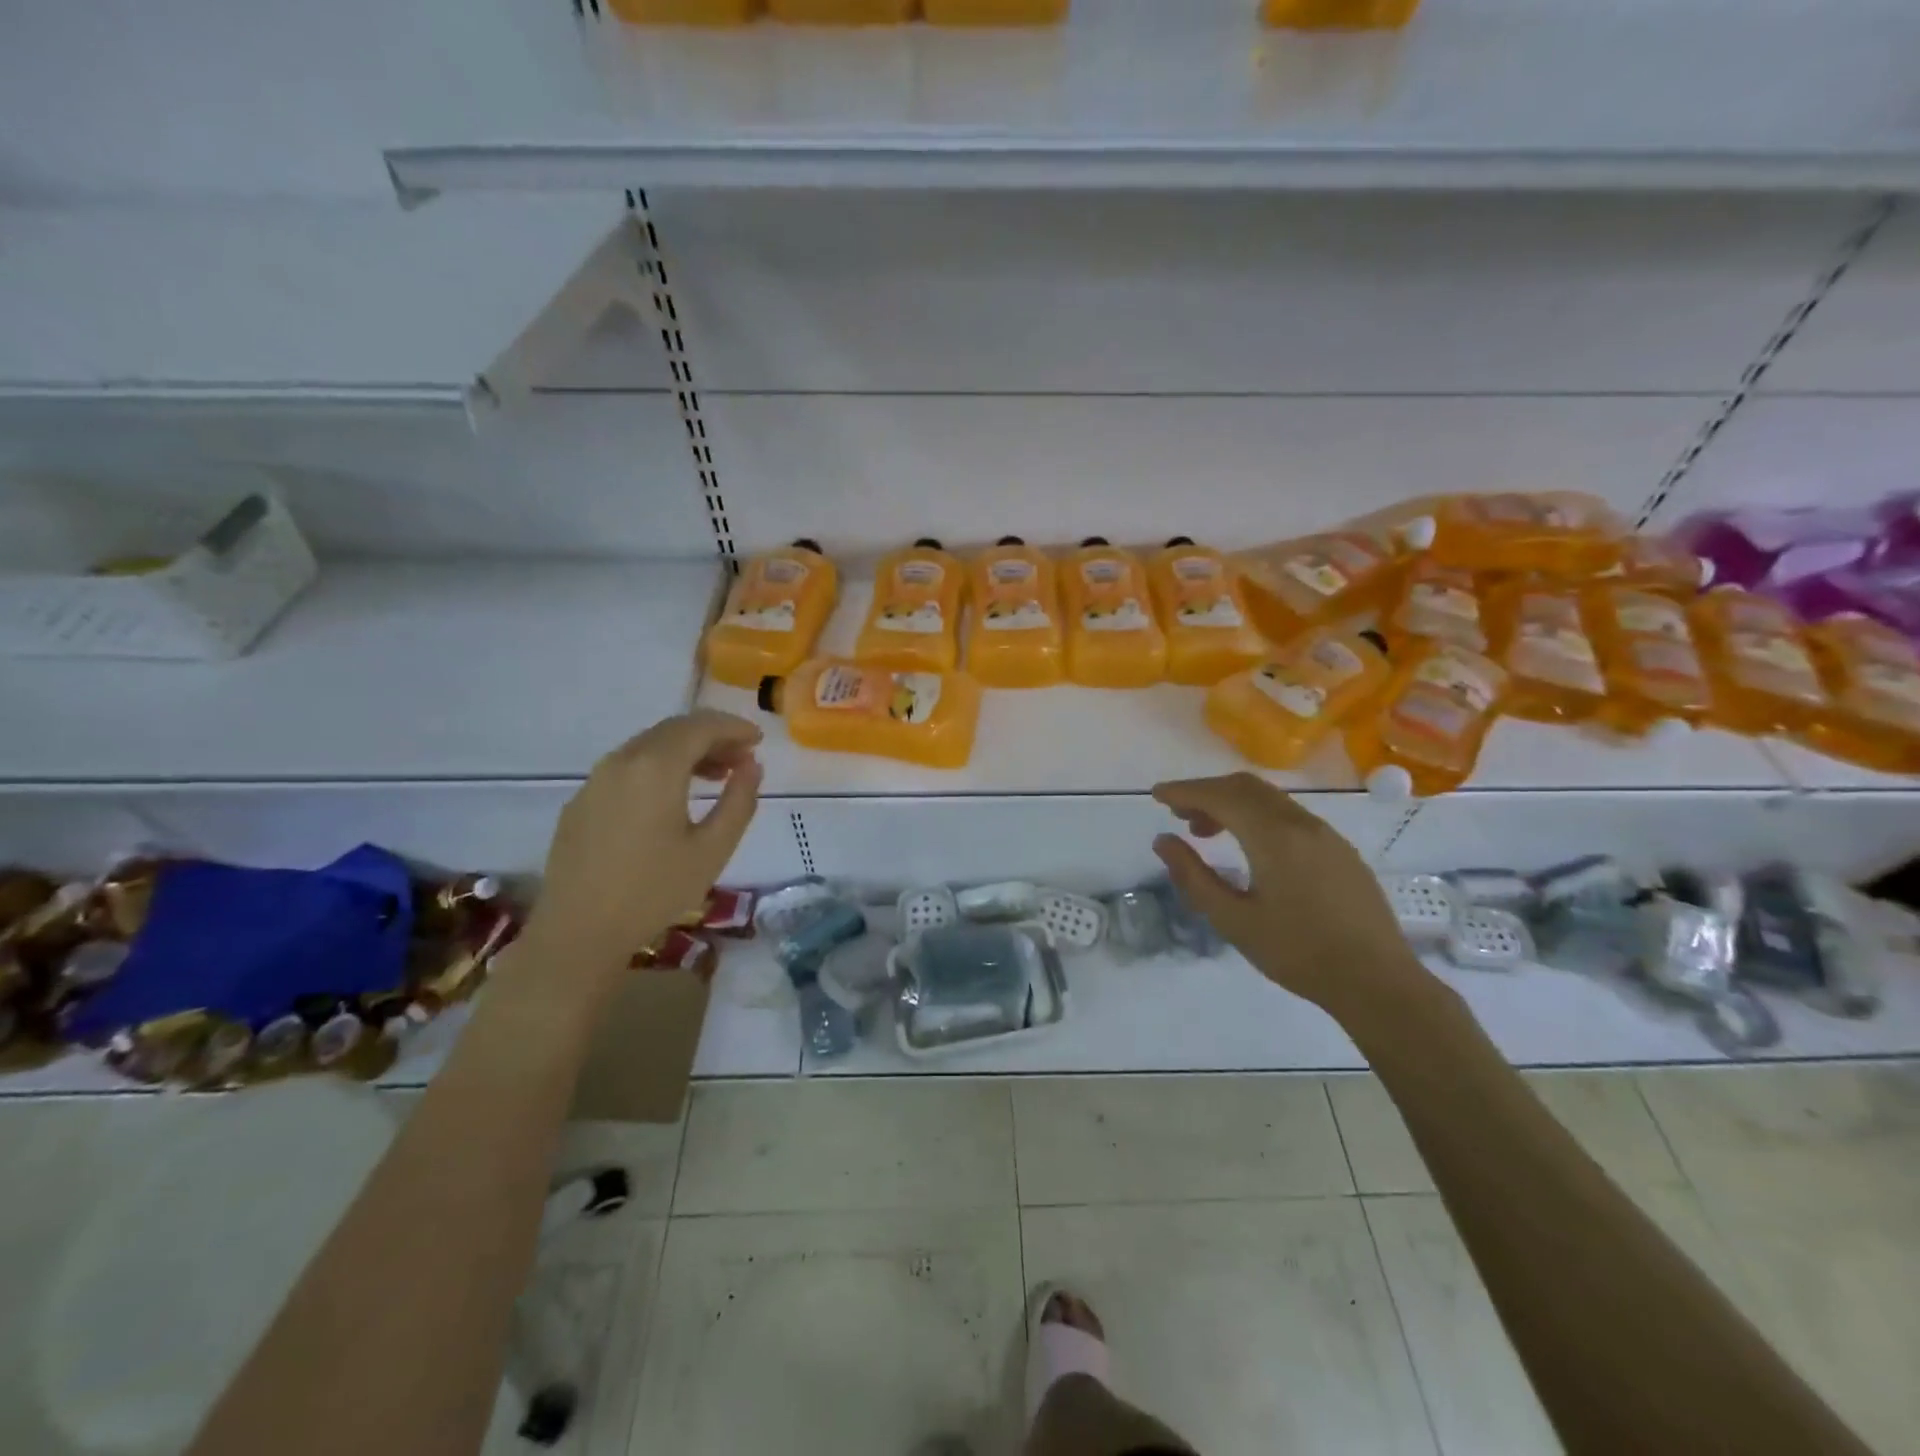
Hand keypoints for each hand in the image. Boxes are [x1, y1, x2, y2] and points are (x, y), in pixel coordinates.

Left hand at [523, 709, 763, 985]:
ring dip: (686, 751)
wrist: (578, 932)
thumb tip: (752, 767)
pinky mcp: (582, 801)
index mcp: (656, 767)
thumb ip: (739, 801)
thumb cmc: (654, 891)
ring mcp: (596, 779)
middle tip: (742, 759)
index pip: (700, 726)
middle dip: (712, 737)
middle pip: (673, 730)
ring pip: (649, 746)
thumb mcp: (713, 849)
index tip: (758, 741)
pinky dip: (659, 767)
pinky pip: (628, 767)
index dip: (733, 727)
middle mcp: (622, 760)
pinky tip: (672, 797)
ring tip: (715, 776)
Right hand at [1150, 772, 1431, 1025]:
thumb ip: (1194, 876)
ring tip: (1207, 832)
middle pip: (1246, 787)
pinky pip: (1289, 815)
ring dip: (1233, 804)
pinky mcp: (1339, 850)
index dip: (1184, 791)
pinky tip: (1250, 848)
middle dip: (1207, 792)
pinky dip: (1258, 817)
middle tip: (1178, 813)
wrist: (1378, 982)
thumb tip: (1163, 841)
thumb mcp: (1233, 920)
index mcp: (1273, 836)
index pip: (1220, 796)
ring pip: (1269, 799)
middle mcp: (1301, 823)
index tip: (1156, 795)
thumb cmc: (1298, 953)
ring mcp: (1325, 835)